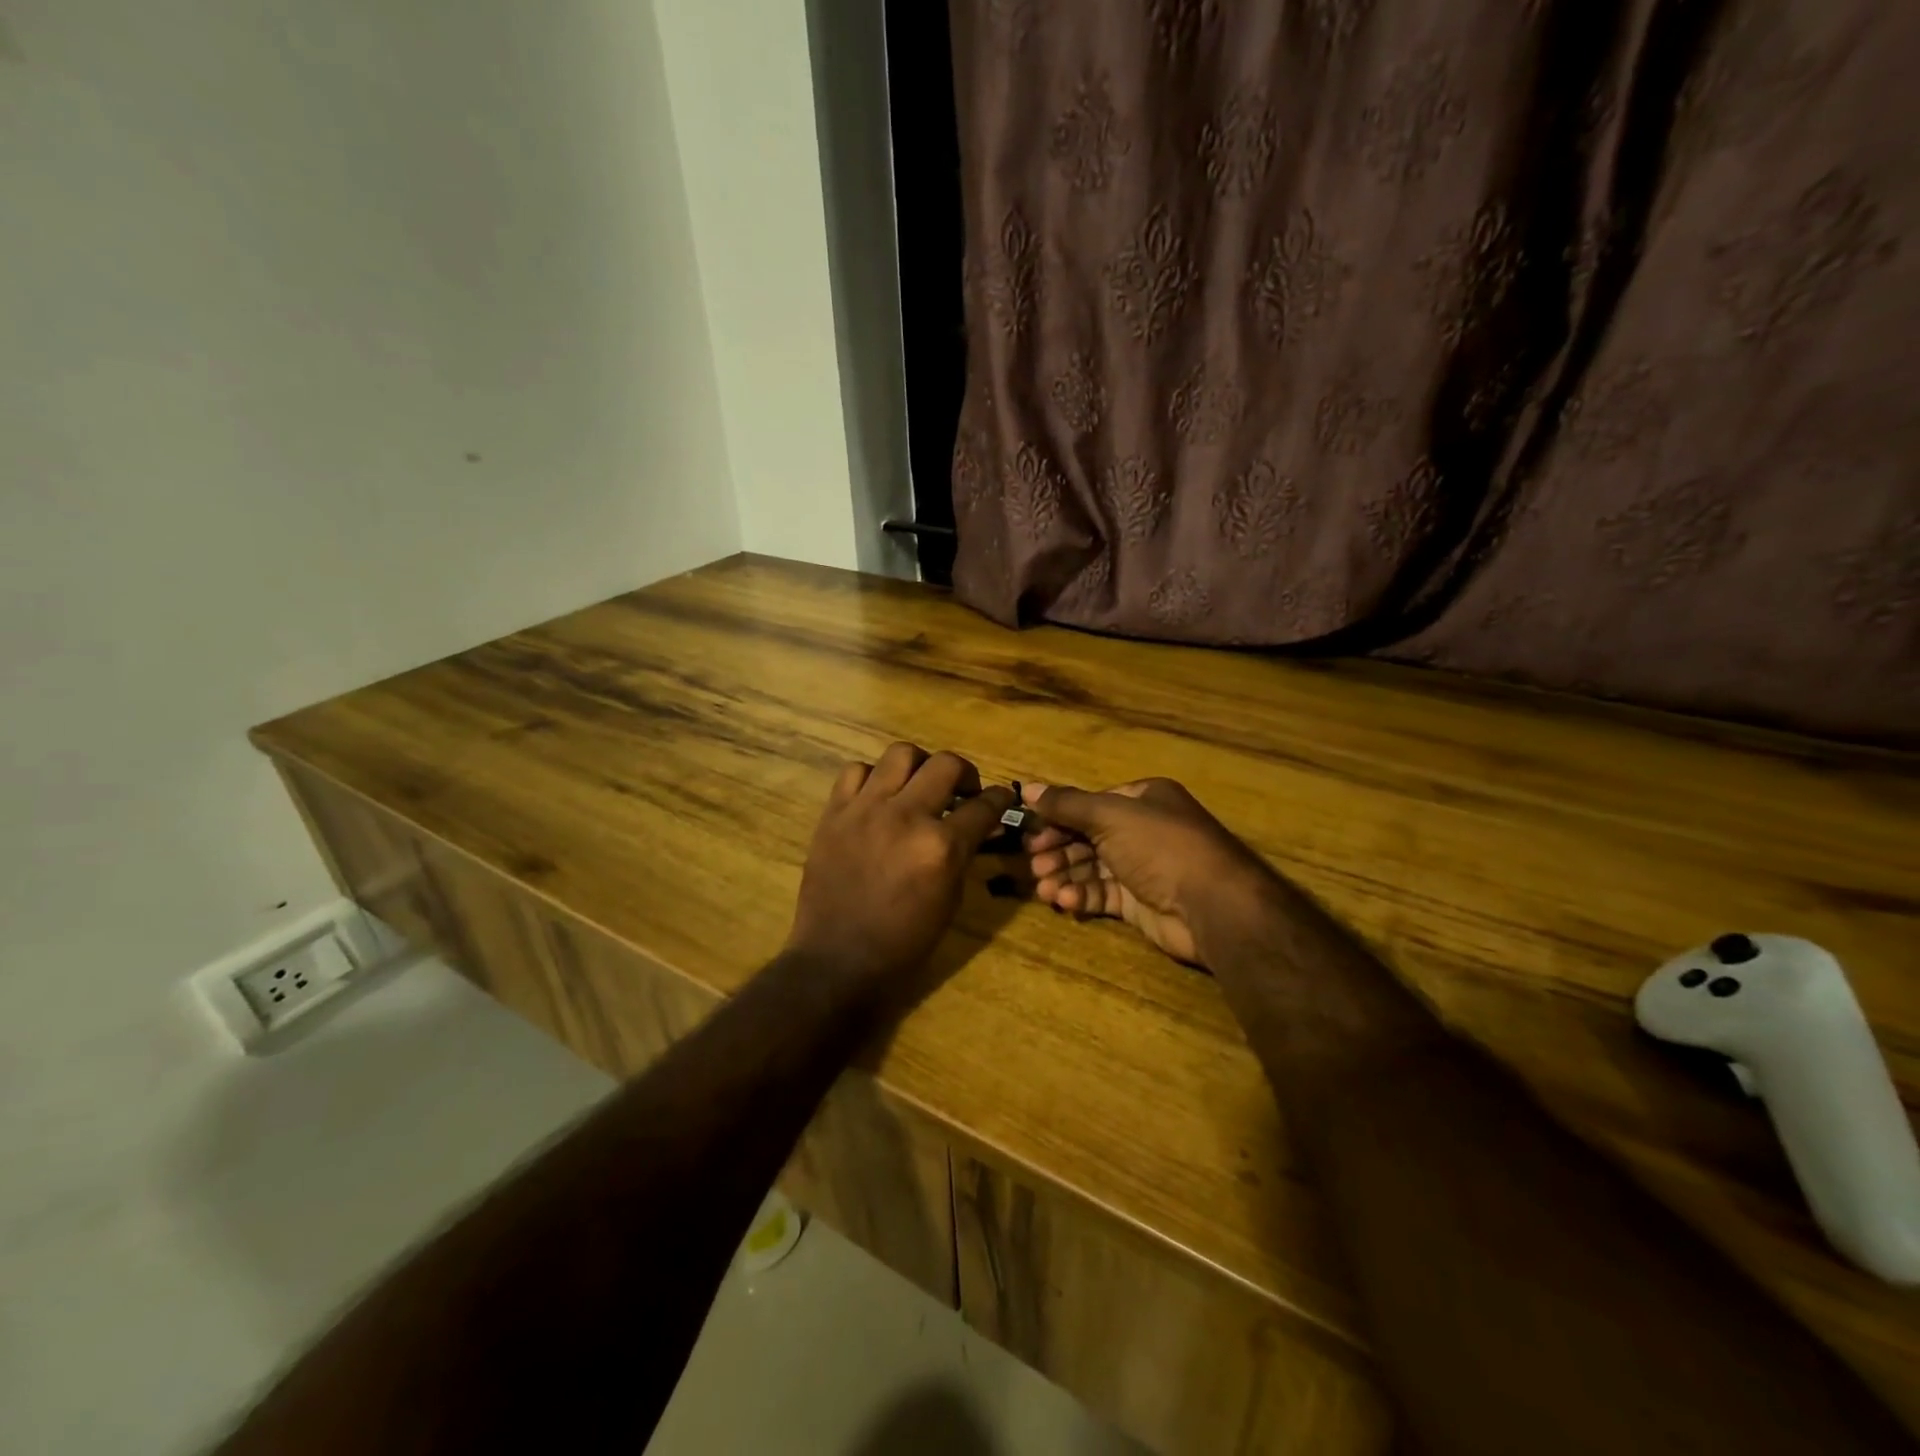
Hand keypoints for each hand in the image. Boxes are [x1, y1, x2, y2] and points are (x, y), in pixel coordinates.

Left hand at [787, 744, 1014, 1004]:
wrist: (838, 960)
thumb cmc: (904, 942)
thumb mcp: (950, 900)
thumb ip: (964, 853)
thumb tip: (980, 824)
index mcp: (940, 847)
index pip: (984, 806)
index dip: (1000, 798)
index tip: (1003, 797)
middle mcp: (906, 817)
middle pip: (946, 764)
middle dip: (965, 773)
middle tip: (963, 791)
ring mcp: (865, 810)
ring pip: (900, 754)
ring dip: (919, 766)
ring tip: (919, 785)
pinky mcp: (834, 813)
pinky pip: (856, 771)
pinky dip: (873, 778)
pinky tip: (878, 797)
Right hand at [1023, 778, 1286, 967]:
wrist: (1212, 905)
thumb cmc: (1160, 846)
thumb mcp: (1109, 816)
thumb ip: (1066, 804)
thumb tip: (1027, 788)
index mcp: (1143, 799)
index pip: (1090, 805)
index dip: (1058, 818)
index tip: (1030, 833)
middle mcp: (1143, 830)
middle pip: (1089, 837)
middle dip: (1059, 851)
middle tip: (1033, 866)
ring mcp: (1143, 868)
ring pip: (1093, 868)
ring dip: (1066, 876)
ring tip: (1044, 889)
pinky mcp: (1141, 903)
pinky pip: (1104, 894)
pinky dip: (1083, 896)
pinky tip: (1065, 901)